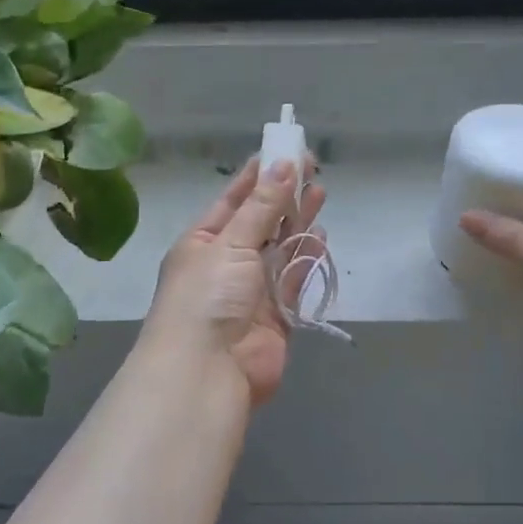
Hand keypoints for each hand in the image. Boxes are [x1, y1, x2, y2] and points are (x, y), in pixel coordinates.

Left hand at [142, 158, 327, 407]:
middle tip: (312, 167)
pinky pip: (293, 280)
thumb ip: (262, 207)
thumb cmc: (207, 296)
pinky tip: (320, 237)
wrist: (206, 372)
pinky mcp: (276, 316)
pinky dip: (306, 259)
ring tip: (321, 192)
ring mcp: (251, 290)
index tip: (283, 151)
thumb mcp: (230, 243)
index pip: (233, 200)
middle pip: (260, 222)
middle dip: (283, 196)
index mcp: (202, 242)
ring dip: (298, 222)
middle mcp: (225, 263)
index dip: (257, 176)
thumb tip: (283, 165)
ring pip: (280, 249)